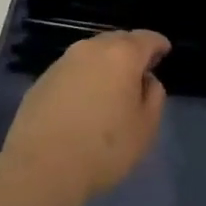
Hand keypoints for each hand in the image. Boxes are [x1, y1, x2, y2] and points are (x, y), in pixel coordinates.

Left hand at [1, 30, 168, 205]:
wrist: (41, 166)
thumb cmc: (103, 148)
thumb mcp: (145, 128)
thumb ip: (154, 97)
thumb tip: (146, 80)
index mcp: (121, 55)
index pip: (146, 38)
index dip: (158, 43)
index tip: (164, 50)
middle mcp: (91, 48)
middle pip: (118, 40)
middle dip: (131, 50)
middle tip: (139, 70)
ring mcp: (63, 61)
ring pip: (92, 53)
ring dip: (105, 63)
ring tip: (111, 86)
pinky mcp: (42, 79)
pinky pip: (72, 70)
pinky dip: (84, 77)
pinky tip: (84, 100)